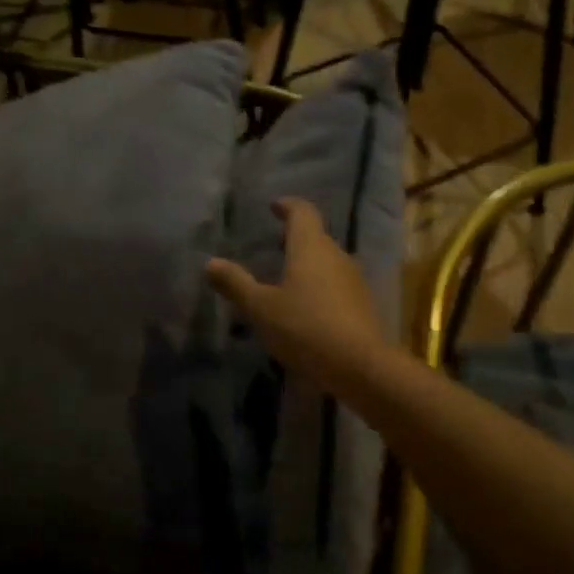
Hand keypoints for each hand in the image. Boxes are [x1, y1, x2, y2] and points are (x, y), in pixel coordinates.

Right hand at [206, 197, 390, 395]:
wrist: (360, 366)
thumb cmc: (305, 328)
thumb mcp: (260, 308)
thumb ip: (235, 284)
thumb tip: (210, 263)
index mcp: (311, 247)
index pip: (302, 212)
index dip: (287, 206)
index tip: (275, 207)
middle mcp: (336, 256)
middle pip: (316, 237)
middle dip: (295, 238)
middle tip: (274, 245)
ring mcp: (353, 281)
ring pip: (328, 262)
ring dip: (308, 264)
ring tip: (286, 278)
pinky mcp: (362, 305)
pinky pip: (336, 285)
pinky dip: (319, 287)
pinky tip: (306, 308)